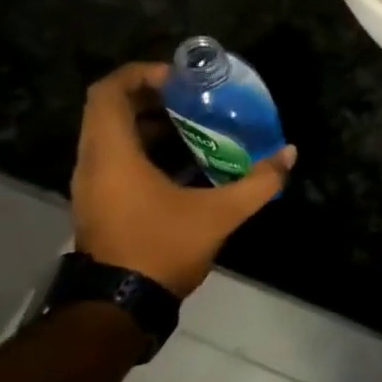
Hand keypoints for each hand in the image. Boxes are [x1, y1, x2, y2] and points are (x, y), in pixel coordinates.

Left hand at [70, 62, 295, 298]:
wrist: (120, 307)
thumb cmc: (162, 249)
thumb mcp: (220, 214)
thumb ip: (258, 182)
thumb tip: (288, 154)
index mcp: (112, 155)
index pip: (108, 92)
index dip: (141, 74)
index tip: (181, 78)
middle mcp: (93, 162)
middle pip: (109, 109)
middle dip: (151, 95)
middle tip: (195, 97)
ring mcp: (92, 184)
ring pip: (112, 134)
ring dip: (149, 121)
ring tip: (195, 122)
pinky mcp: (100, 202)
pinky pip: (117, 156)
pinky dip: (145, 146)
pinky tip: (185, 159)